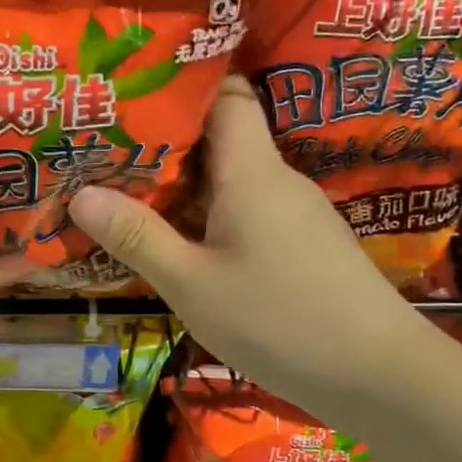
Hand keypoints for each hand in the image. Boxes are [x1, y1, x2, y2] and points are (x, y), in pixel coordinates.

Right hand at [66, 75, 431, 410]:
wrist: (381, 377)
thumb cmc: (280, 322)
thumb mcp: (193, 285)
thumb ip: (137, 237)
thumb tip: (80, 194)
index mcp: (252, 172)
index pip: (226, 94)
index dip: (182, 85)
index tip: (130, 94)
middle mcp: (276, 180)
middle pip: (220, 137)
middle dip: (163, 140)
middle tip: (104, 149)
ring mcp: (293, 213)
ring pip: (229, 179)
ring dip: (180, 184)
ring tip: (124, 191)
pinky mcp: (299, 244)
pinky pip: (243, 210)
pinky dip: (205, 215)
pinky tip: (175, 240)